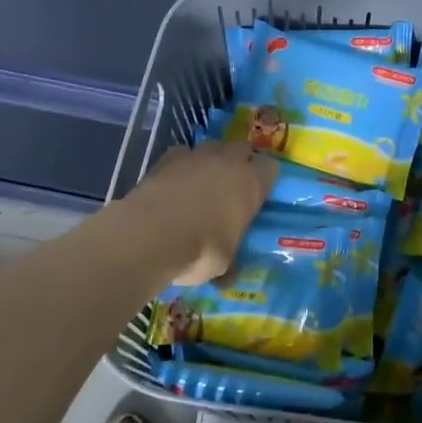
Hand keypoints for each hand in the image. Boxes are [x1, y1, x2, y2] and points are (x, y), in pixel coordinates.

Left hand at [123, 140, 276, 284]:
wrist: (150, 236)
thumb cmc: (200, 250)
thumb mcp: (223, 264)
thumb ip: (230, 261)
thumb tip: (229, 276)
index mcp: (251, 183)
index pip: (270, 168)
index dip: (264, 180)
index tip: (258, 194)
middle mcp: (228, 162)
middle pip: (242, 149)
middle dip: (239, 162)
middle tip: (232, 186)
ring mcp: (197, 156)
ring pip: (212, 146)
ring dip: (211, 160)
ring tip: (202, 182)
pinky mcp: (167, 158)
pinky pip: (182, 153)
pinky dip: (181, 164)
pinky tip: (174, 182)